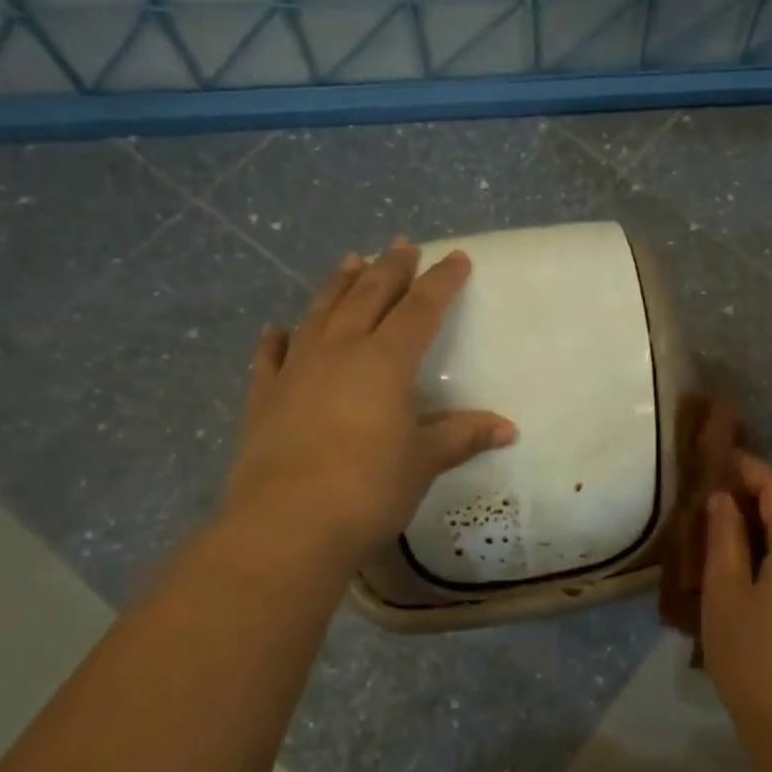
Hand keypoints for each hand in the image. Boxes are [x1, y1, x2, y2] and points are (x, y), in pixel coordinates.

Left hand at [219, 241, 516, 567]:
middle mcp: (340, 352)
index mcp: (385, 361)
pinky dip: (276, 339)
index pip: (420, 309)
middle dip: (390, 269)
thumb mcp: (423, 462)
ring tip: (351, 260)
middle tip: (402, 245)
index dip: (441, 282)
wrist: (285, 526)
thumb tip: (508, 429)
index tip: (455, 258)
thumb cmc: (368, 489)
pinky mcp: (264, 398)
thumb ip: (461, 437)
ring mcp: (296, 371)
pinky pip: (271, 357)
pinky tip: (277, 327)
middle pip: (368, 297)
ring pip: (321, 313)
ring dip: (338, 285)